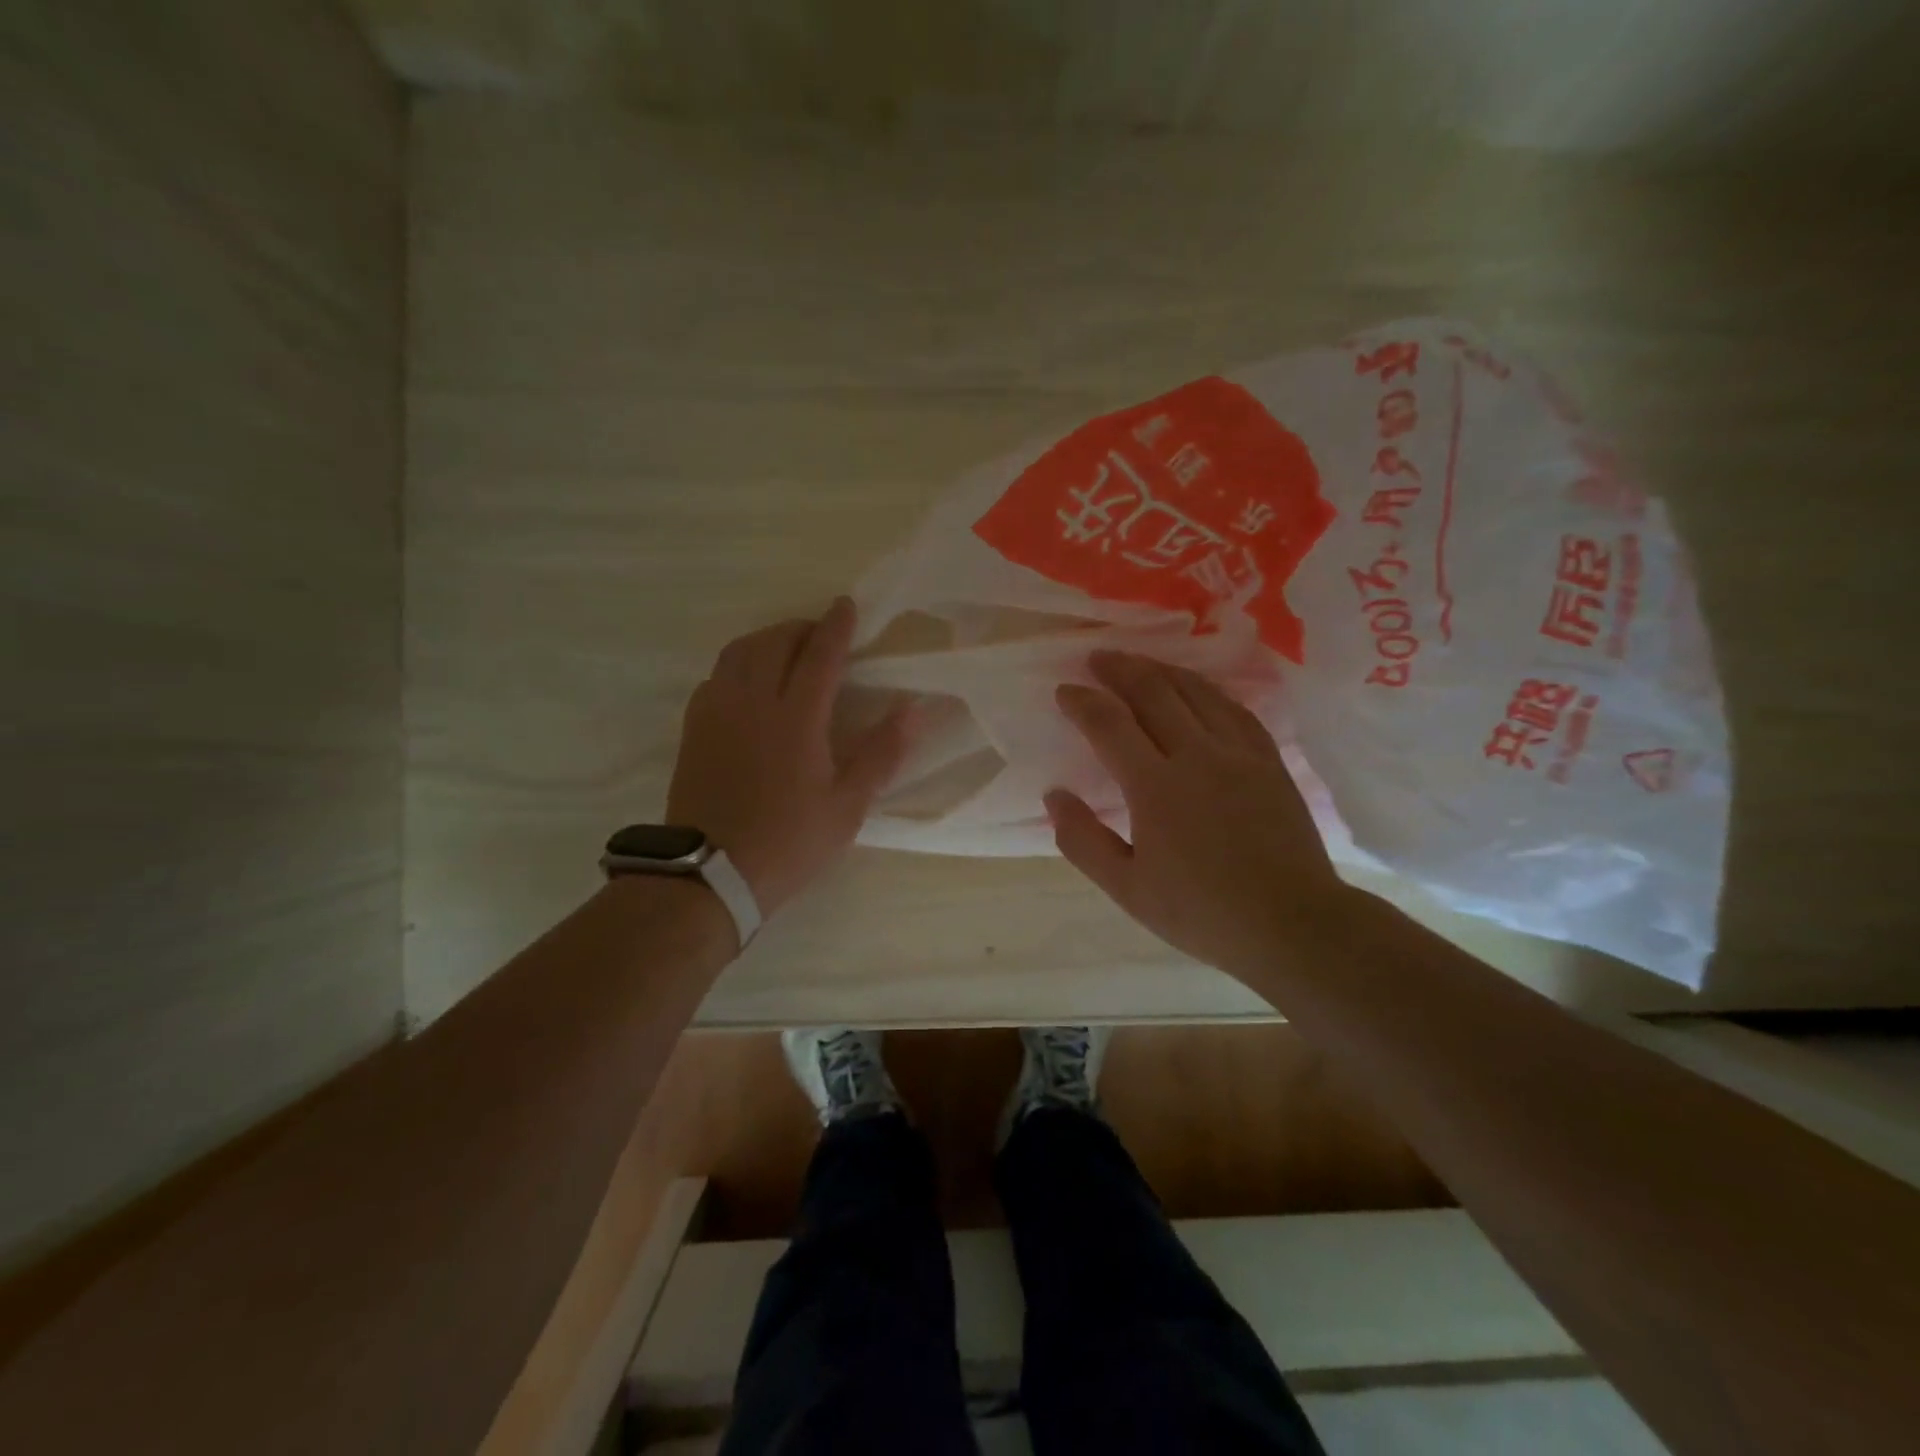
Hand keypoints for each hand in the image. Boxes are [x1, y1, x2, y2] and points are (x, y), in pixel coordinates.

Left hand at [668, 598, 908, 918]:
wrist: (710, 873)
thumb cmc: (789, 841)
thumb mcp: (848, 805)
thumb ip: (881, 753)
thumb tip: (916, 710)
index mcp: (796, 718)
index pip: (821, 654)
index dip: (837, 626)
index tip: (847, 605)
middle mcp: (753, 701)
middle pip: (775, 642)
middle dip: (801, 628)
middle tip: (820, 634)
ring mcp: (717, 712)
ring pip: (738, 652)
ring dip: (766, 639)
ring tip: (785, 650)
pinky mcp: (694, 728)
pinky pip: (716, 676)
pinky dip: (737, 664)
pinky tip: (747, 683)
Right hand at [1046, 651, 1352, 979]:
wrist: (1291, 923)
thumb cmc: (1201, 912)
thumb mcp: (1127, 889)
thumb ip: (1083, 841)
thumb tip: (1054, 796)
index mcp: (1155, 786)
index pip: (1109, 724)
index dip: (1082, 702)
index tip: (1065, 690)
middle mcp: (1196, 755)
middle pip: (1153, 693)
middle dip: (1120, 669)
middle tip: (1098, 657)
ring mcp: (1238, 753)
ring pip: (1196, 692)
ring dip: (1161, 670)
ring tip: (1139, 662)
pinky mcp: (1269, 760)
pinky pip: (1235, 708)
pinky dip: (1207, 690)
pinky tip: (1198, 688)